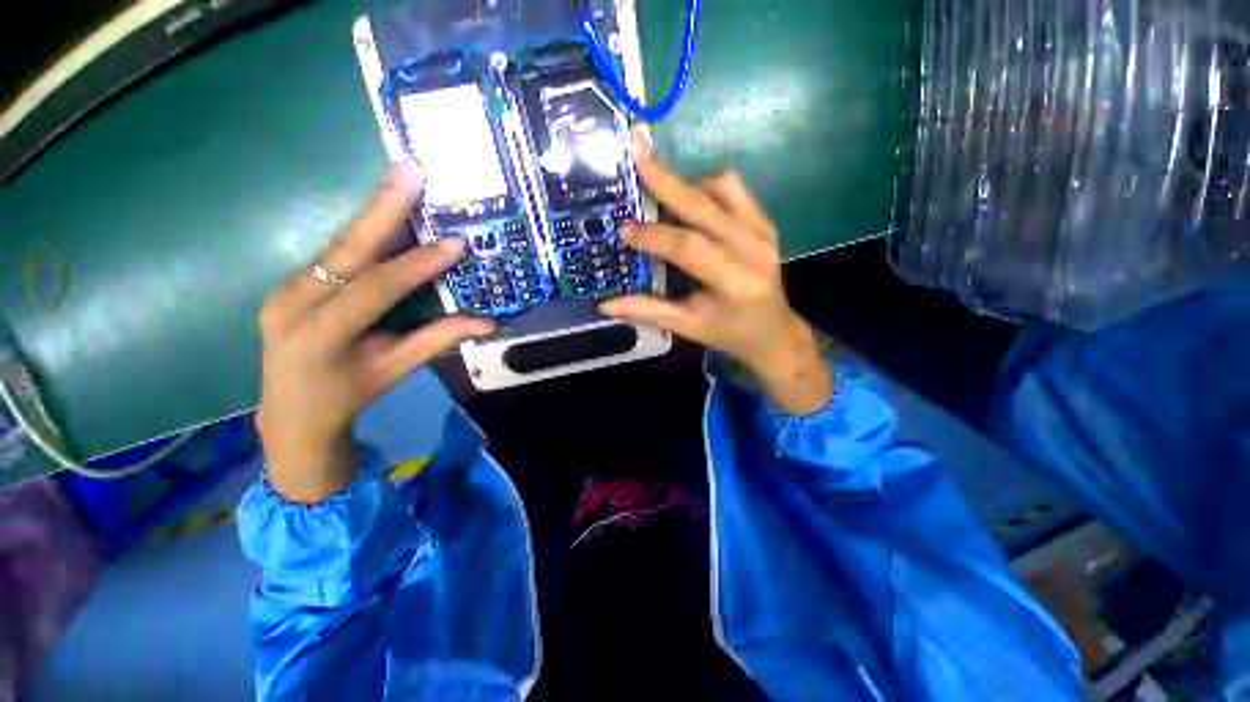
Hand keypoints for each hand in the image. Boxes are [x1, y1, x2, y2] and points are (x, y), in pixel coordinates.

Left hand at [256, 162, 493, 502]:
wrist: (292, 412)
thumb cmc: (348, 395)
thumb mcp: (394, 370)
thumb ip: (437, 341)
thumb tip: (487, 323)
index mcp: (318, 334)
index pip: (375, 289)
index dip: (417, 265)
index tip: (454, 244)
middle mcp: (293, 302)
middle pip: (344, 249)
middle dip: (382, 208)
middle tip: (410, 170)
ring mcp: (287, 288)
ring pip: (339, 244)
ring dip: (375, 212)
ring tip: (403, 178)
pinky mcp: (293, 282)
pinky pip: (336, 253)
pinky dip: (366, 231)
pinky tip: (387, 212)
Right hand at [600, 133, 832, 414]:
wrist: (774, 330)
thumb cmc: (729, 332)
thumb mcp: (688, 327)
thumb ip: (648, 311)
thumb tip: (605, 304)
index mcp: (735, 280)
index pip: (689, 247)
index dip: (653, 235)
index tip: (624, 228)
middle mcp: (753, 248)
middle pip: (704, 205)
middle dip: (665, 178)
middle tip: (635, 151)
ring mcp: (763, 230)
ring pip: (722, 187)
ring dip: (686, 183)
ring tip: (657, 187)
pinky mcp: (764, 221)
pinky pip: (734, 189)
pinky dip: (706, 186)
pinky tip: (686, 199)